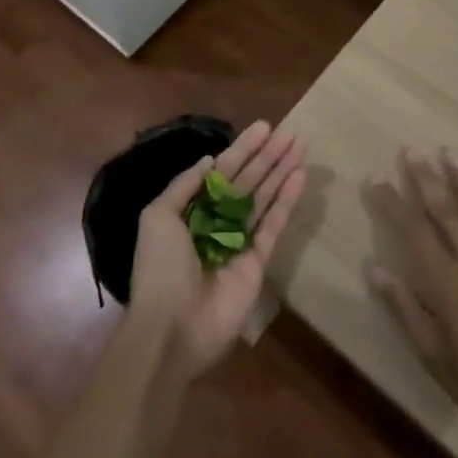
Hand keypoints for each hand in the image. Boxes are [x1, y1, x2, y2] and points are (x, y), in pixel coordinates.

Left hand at [128, 120, 306, 383]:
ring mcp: (239, 241)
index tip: (264, 127)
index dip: (243, 149)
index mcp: (191, 210)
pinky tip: (299, 176)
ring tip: (300, 146)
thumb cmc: (159, 269)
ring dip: (281, 171)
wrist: (171, 330)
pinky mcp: (258, 261)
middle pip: (247, 181)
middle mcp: (217, 221)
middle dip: (268, 156)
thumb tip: (210, 160)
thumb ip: (184, 185)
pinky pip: (274, 224)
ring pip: (264, 197)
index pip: (222, 171)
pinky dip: (286, 201)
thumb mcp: (158, 218)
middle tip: (291, 133)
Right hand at [365, 150, 457, 442]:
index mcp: (447, 283)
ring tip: (452, 154)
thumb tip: (377, 269)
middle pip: (446, 213)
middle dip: (427, 180)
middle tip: (413, 150)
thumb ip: (408, 311)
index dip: (393, 203)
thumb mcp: (437, 359)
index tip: (376, 178)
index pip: (414, 232)